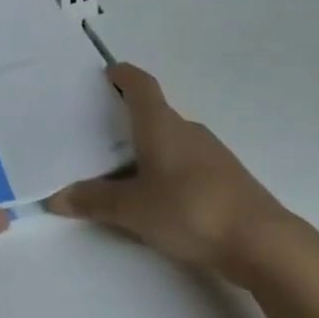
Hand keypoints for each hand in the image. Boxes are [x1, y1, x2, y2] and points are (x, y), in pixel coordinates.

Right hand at [44, 64, 300, 287]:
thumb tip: (54, 198)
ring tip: (124, 169)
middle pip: (154, 112)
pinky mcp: (228, 179)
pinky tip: (160, 196)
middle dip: (128, 118)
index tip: (106, 74)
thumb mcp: (132, 209)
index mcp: (161, 124)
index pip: (140, 84)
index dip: (122, 75)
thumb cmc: (190, 210)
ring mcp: (212, 153)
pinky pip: (188, 162)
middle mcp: (186, 129)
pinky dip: (169, 169)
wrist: (264, 244)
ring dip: (150, 147)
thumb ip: (93, 201)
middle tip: (100, 131)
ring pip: (172, 139)